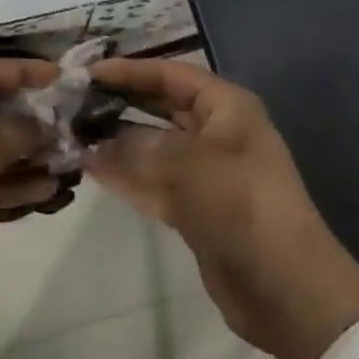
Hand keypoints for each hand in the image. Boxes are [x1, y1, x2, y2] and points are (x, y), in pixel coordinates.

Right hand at [86, 58, 358, 358]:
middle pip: (160, 107)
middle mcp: (215, 132)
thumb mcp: (190, 164)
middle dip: (121, 103)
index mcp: (226, 107)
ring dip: (118, 142)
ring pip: (152, 146)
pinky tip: (91, 168)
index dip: (131, 71)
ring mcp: (204, 172)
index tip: (89, 73)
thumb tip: (97, 146)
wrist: (284, 287)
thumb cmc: (242, 205)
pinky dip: (126, 175)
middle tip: (74, 103)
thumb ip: (139, 148)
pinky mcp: (193, 207)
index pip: (171, 75)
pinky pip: (152, 181)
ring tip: (74, 134)